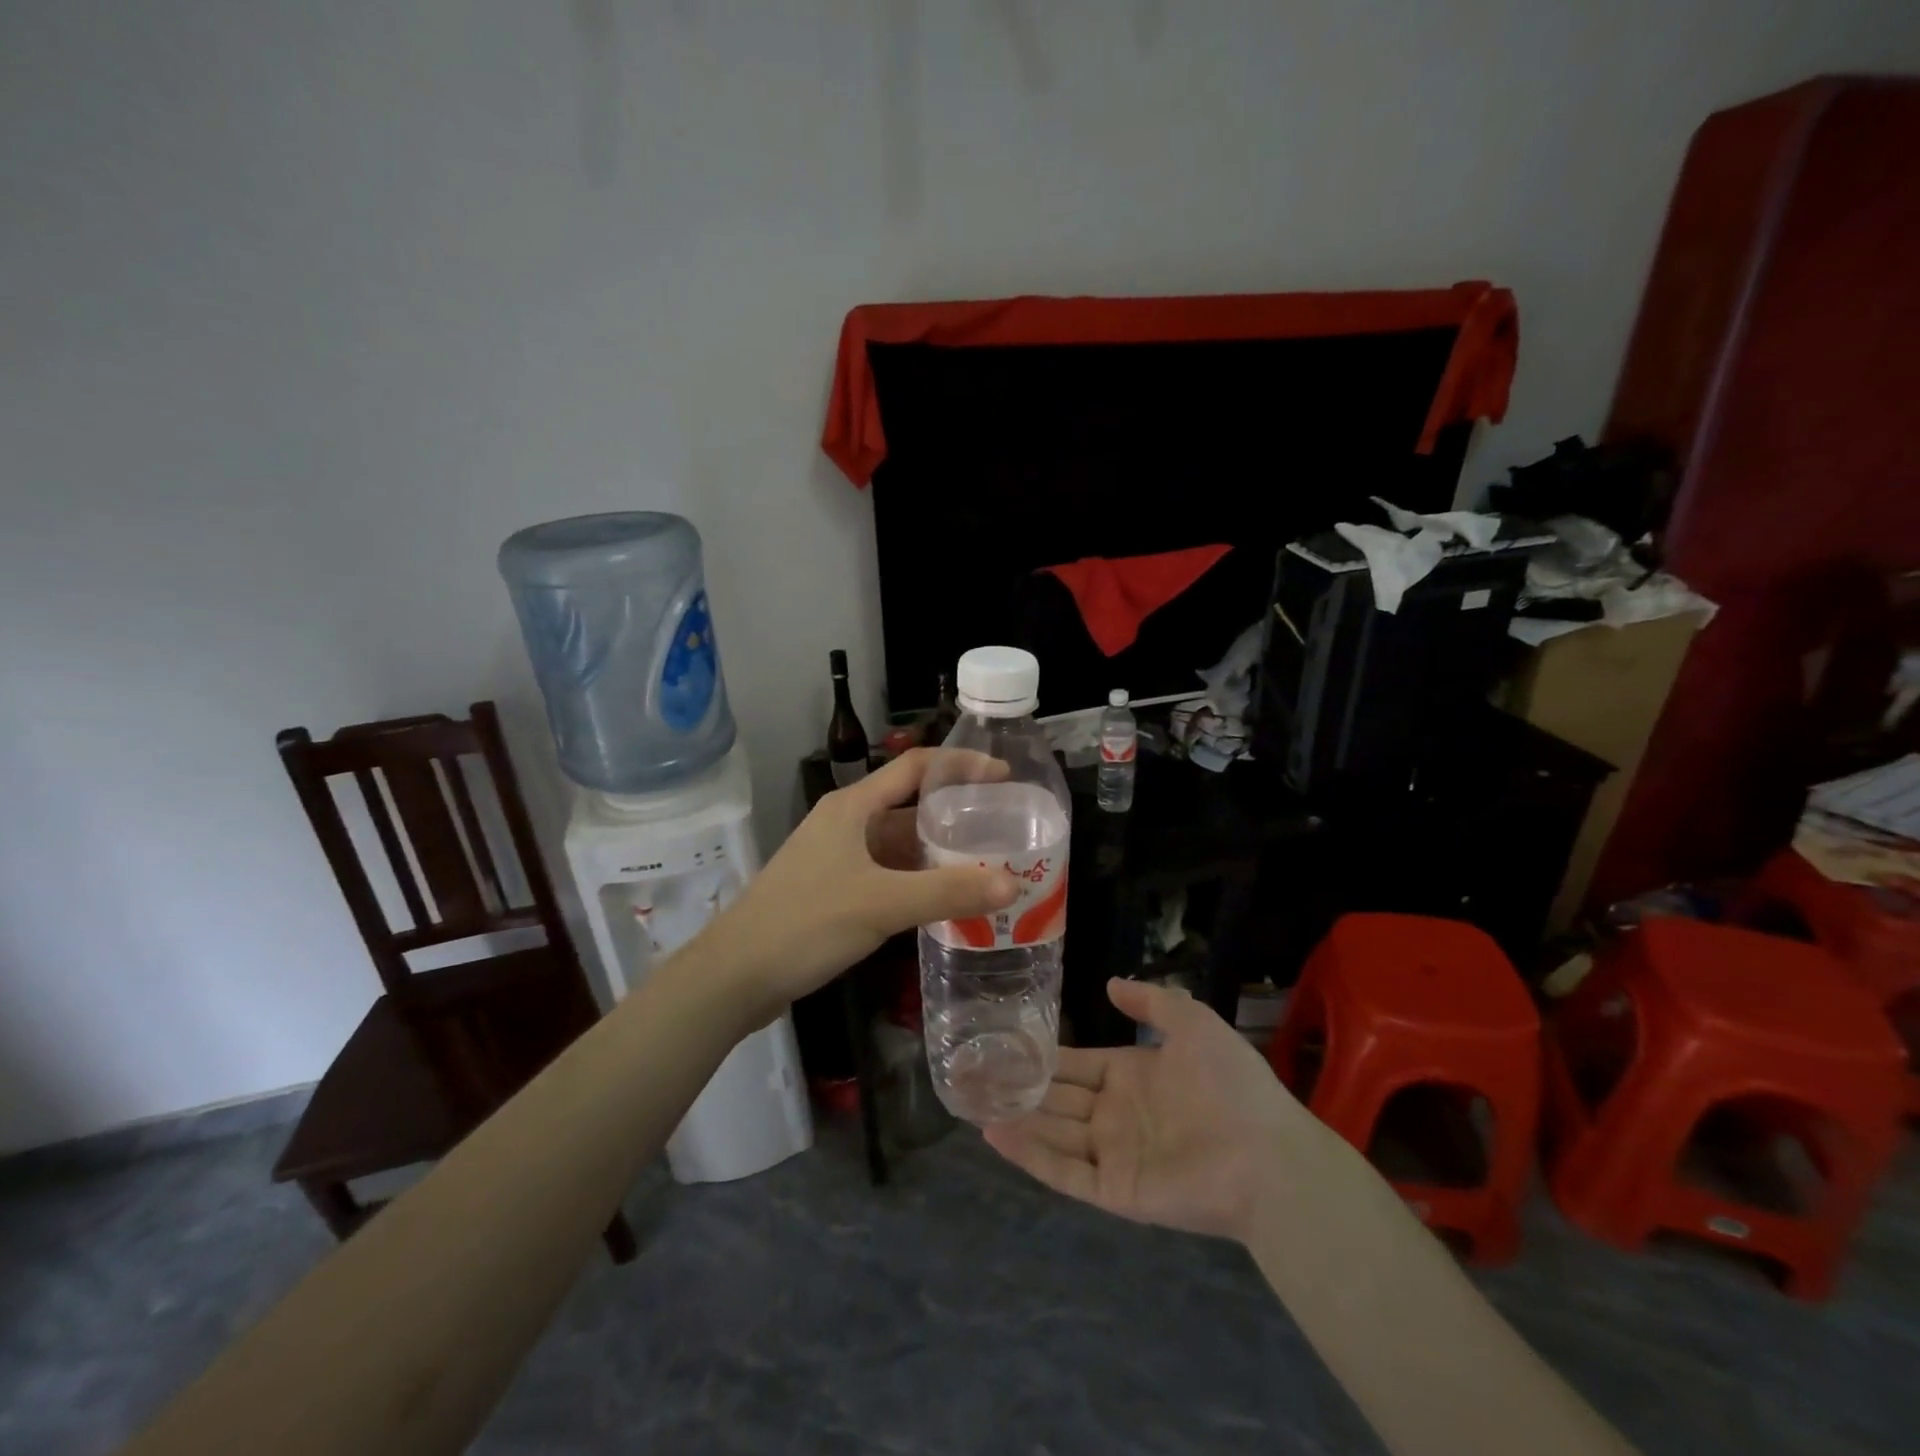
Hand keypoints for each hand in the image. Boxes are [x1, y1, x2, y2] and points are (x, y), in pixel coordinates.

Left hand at [701, 748, 1018, 1022]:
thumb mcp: (881, 904)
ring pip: (899, 842)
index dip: (962, 764)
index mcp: (854, 806)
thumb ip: (947, 892)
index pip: (916, 767)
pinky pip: (887, 871)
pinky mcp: (833, 887)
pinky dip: (918, 879)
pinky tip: (944, 899)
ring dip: (938, 850)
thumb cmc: (806, 924)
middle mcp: (846, 821)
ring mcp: (837, 855)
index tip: (1005, 776)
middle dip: (956, 813)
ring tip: (986, 864)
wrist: (734, 975)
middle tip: (1004, 828)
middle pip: (910, 804)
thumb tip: (1012, 884)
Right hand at [984, 978, 1320, 1243]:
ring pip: (1052, 1131)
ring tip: (970, 1100)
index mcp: (1132, 1075)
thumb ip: (1152, 1000)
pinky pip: (1063, 1172)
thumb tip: (1109, 984)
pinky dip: (1028, 1154)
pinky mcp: (1114, 1190)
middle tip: (972, 1072)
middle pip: (1057, 1097)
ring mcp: (1112, 1153)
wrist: (1268, 1156)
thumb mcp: (1193, 1022)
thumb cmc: (1231, 1084)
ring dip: (1015, 1116)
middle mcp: (1116, 1113)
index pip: (1077, 1063)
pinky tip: (994, 1134)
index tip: (1005, 1042)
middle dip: (1019, 1085)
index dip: (1044, 1054)